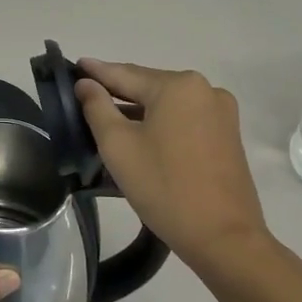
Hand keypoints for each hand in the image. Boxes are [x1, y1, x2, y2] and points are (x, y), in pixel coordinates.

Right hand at [74, 59, 271, 274]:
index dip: (96, 71)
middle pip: (148, 86)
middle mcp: (205, 89)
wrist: (223, 237)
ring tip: (106, 116)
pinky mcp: (227, 135)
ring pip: (167, 104)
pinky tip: (140, 134)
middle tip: (85, 92)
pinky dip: (160, 123)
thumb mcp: (118, 146)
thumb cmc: (164, 186)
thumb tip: (86, 83)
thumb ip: (97, 107)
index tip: (74, 64)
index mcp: (178, 86)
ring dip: (138, 110)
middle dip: (117, 91)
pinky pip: (184, 119)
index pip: (125, 74)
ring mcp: (221, 113)